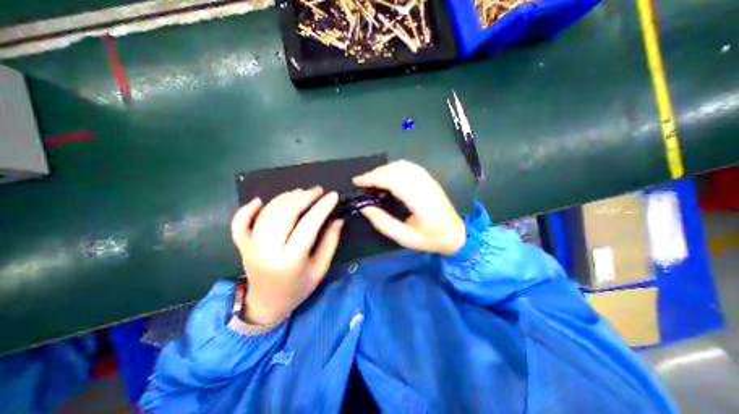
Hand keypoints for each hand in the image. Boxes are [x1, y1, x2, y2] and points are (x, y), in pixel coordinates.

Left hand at [230, 187, 342, 325]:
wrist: (267, 304)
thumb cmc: (299, 288)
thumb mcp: (320, 269)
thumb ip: (330, 242)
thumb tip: (337, 219)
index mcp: (291, 259)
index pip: (309, 225)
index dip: (322, 207)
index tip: (333, 195)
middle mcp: (268, 250)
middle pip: (286, 213)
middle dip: (304, 197)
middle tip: (318, 191)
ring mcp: (251, 246)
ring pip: (268, 213)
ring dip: (285, 198)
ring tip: (301, 192)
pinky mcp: (242, 245)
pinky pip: (240, 222)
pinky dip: (247, 208)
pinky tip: (259, 201)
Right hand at [350, 159, 458, 253]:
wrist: (457, 234)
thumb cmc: (431, 239)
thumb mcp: (405, 238)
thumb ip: (384, 223)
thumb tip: (365, 208)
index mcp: (420, 201)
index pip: (393, 181)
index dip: (373, 178)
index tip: (357, 181)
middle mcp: (425, 185)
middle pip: (396, 170)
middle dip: (375, 173)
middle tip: (361, 182)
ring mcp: (429, 180)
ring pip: (403, 165)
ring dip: (384, 169)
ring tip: (372, 179)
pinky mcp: (430, 179)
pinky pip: (409, 167)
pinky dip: (394, 168)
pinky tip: (388, 175)